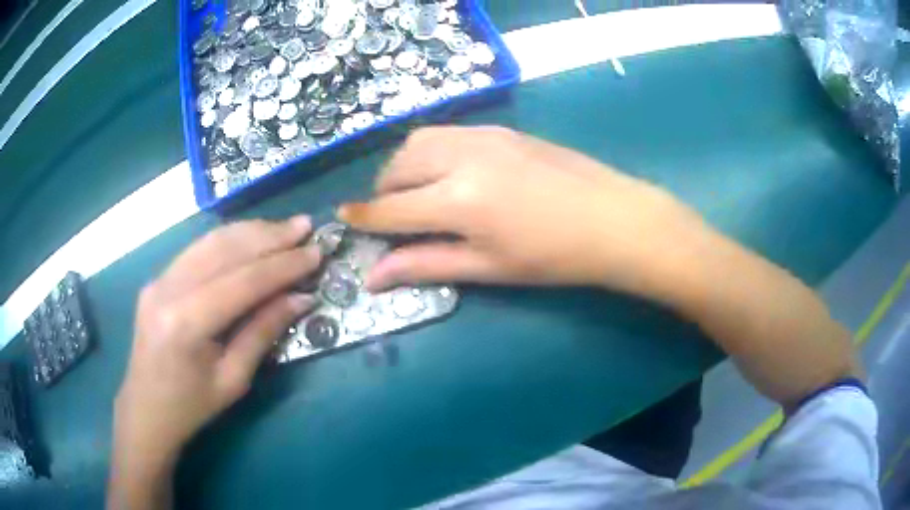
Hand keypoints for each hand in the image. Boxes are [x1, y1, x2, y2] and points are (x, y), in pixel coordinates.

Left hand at [111, 217, 319, 505]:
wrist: (146, 410)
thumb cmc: (192, 406)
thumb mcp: (234, 379)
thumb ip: (263, 332)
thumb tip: (300, 298)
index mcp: (186, 323)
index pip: (242, 281)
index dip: (283, 266)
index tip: (315, 253)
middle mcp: (168, 290)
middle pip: (225, 250)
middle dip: (269, 236)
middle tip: (305, 226)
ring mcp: (158, 280)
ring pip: (210, 241)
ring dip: (250, 231)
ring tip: (283, 228)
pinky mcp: (157, 279)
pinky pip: (197, 251)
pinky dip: (228, 240)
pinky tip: (250, 238)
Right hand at [339, 126, 705, 296]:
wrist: (613, 219)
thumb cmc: (553, 256)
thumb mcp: (487, 267)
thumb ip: (426, 265)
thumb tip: (374, 277)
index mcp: (457, 201)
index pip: (390, 209)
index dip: (362, 219)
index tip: (343, 220)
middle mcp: (461, 159)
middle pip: (397, 167)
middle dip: (384, 192)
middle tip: (394, 217)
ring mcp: (482, 137)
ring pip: (418, 141)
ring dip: (404, 166)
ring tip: (418, 192)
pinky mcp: (500, 129)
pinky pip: (447, 133)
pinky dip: (431, 151)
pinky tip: (449, 172)